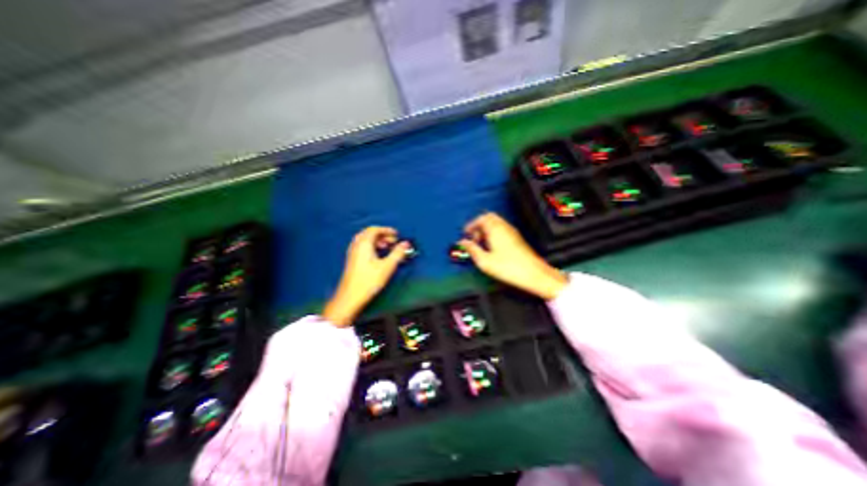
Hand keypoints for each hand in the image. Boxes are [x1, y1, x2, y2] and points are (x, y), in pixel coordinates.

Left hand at [324, 227, 410, 325]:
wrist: (350, 297)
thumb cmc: (368, 281)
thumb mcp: (387, 266)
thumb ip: (397, 253)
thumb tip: (406, 244)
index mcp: (364, 244)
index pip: (374, 229)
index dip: (387, 230)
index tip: (396, 234)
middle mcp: (357, 246)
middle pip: (369, 233)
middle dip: (382, 235)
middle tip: (393, 241)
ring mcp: (353, 253)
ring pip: (365, 240)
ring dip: (377, 241)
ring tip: (387, 247)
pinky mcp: (352, 261)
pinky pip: (362, 247)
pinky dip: (372, 246)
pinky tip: (378, 255)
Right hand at [461, 213, 569, 298]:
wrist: (533, 274)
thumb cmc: (509, 268)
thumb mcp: (484, 261)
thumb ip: (472, 250)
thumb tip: (463, 243)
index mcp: (495, 230)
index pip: (481, 218)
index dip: (471, 224)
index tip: (465, 233)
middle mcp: (504, 227)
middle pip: (489, 218)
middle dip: (479, 225)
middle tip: (473, 237)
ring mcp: (512, 232)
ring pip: (496, 223)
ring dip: (486, 230)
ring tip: (481, 244)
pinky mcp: (517, 238)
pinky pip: (502, 229)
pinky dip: (494, 233)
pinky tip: (492, 247)